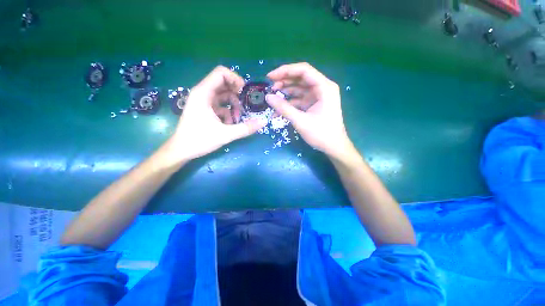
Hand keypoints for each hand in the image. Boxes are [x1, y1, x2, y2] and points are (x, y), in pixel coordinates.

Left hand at [163, 66, 266, 163]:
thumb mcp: (226, 134)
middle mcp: (203, 93)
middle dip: (237, 95)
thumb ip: (246, 128)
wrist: (181, 150)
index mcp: (204, 93)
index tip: (244, 92)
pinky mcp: (205, 109)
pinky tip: (230, 124)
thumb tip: (263, 122)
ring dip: (233, 105)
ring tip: (237, 119)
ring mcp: (203, 101)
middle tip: (244, 106)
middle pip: (224, 84)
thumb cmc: (199, 140)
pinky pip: (220, 105)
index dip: (235, 79)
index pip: (221, 73)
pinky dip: (228, 112)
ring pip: (223, 96)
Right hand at [265, 62, 352, 158]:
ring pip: (299, 88)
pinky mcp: (314, 104)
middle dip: (284, 82)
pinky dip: (290, 103)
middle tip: (270, 89)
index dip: (285, 71)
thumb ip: (284, 108)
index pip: (303, 70)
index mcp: (324, 87)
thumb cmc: (321, 134)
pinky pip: (300, 99)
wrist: (333, 147)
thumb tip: (268, 97)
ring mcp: (318, 96)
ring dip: (286, 92)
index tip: (270, 77)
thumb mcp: (301, 121)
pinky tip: (279, 108)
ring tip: (273, 98)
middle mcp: (322, 88)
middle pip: (301, 78)